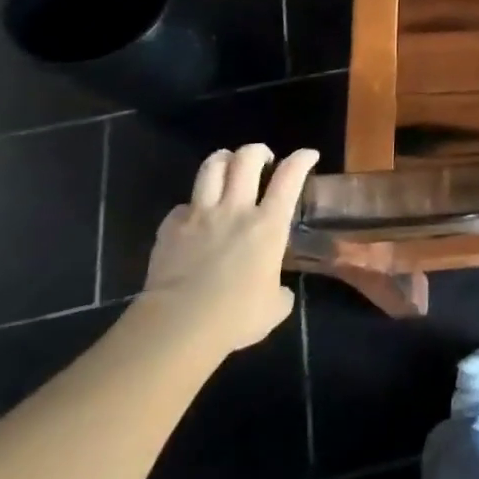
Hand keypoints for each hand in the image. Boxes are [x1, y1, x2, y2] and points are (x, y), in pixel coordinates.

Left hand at [142, 144, 317, 352]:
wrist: (179, 326)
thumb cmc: (236, 316)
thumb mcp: (274, 307)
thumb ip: (280, 291)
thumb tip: (279, 291)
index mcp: (268, 224)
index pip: (290, 176)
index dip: (301, 159)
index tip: (308, 155)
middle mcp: (235, 209)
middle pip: (246, 159)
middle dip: (257, 152)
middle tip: (262, 160)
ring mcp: (200, 215)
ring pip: (211, 167)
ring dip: (223, 161)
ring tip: (228, 166)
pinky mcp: (170, 228)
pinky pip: (181, 206)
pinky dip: (191, 207)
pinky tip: (193, 218)